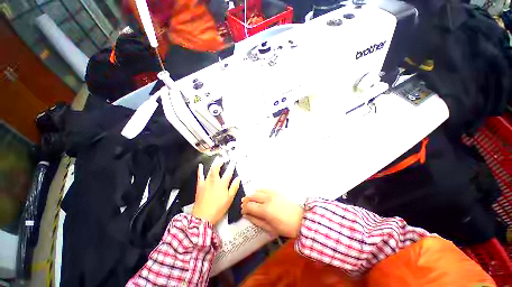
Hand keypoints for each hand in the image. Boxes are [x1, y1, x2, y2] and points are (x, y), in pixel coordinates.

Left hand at [192, 157, 240, 224]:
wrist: (202, 217)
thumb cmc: (217, 209)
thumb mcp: (229, 199)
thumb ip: (234, 187)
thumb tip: (238, 179)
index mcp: (222, 184)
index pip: (228, 173)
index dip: (231, 166)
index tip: (233, 162)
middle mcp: (214, 181)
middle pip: (217, 168)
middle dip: (221, 161)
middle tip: (223, 158)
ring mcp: (206, 183)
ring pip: (210, 170)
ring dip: (213, 163)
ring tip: (216, 159)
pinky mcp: (199, 186)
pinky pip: (199, 176)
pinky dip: (200, 170)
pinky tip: (200, 166)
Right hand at [241, 189, 303, 237]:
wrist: (300, 219)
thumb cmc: (285, 227)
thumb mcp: (269, 228)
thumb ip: (256, 221)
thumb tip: (246, 215)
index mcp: (265, 210)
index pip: (249, 206)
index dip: (244, 208)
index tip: (243, 211)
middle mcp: (267, 199)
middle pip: (252, 196)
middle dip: (246, 201)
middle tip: (245, 205)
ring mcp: (272, 193)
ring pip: (257, 190)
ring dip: (252, 195)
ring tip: (252, 200)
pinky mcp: (276, 191)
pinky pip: (264, 188)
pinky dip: (259, 191)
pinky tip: (260, 196)